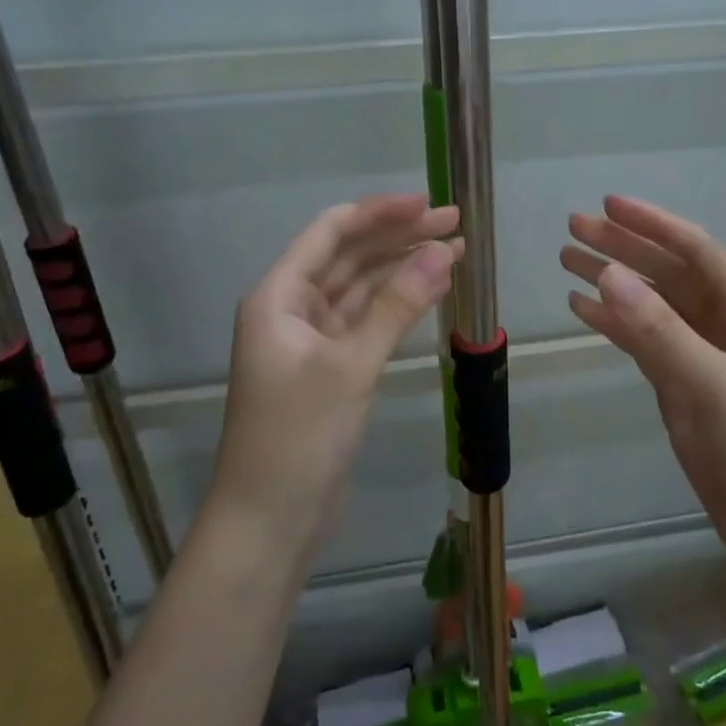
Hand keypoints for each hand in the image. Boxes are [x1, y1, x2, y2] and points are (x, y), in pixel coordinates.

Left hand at [211, 195, 460, 564]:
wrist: (270, 521)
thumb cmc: (298, 437)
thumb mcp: (351, 366)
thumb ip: (397, 306)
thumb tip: (443, 252)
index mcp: (280, 296)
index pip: (332, 232)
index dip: (379, 212)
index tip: (428, 204)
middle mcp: (292, 309)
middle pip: (350, 256)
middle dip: (399, 237)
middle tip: (455, 223)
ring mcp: (312, 340)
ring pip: (362, 288)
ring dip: (403, 268)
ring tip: (455, 251)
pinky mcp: (331, 368)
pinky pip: (367, 321)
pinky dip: (397, 304)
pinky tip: (431, 290)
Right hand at [563, 195, 725, 572]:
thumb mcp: (714, 385)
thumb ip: (660, 330)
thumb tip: (608, 274)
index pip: (697, 253)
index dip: (654, 225)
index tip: (608, 206)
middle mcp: (724, 326)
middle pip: (669, 274)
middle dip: (624, 248)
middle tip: (573, 227)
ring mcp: (701, 358)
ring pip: (652, 307)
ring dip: (613, 282)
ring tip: (567, 260)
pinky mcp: (682, 389)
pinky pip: (643, 343)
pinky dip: (614, 325)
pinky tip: (582, 310)